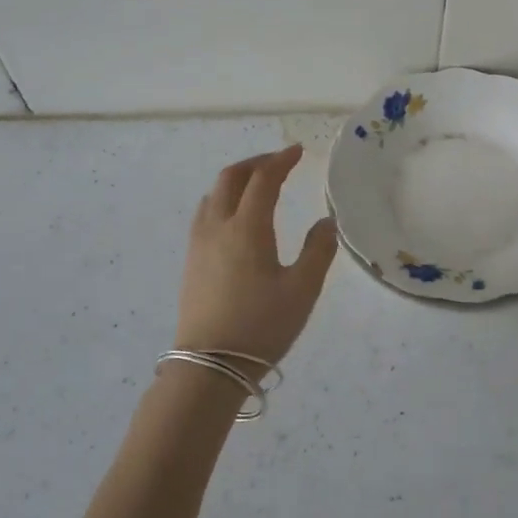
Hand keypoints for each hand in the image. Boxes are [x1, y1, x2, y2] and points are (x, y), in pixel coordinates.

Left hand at [176, 145, 336, 365]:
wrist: (209, 366)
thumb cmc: (261, 326)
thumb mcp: (302, 289)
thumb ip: (318, 250)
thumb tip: (326, 222)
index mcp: (247, 227)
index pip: (263, 179)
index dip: (281, 160)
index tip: (297, 151)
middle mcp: (218, 226)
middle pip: (230, 178)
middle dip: (256, 163)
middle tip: (279, 162)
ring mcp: (199, 244)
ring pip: (213, 194)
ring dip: (236, 180)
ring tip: (258, 185)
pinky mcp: (191, 261)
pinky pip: (205, 213)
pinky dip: (223, 199)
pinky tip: (236, 217)